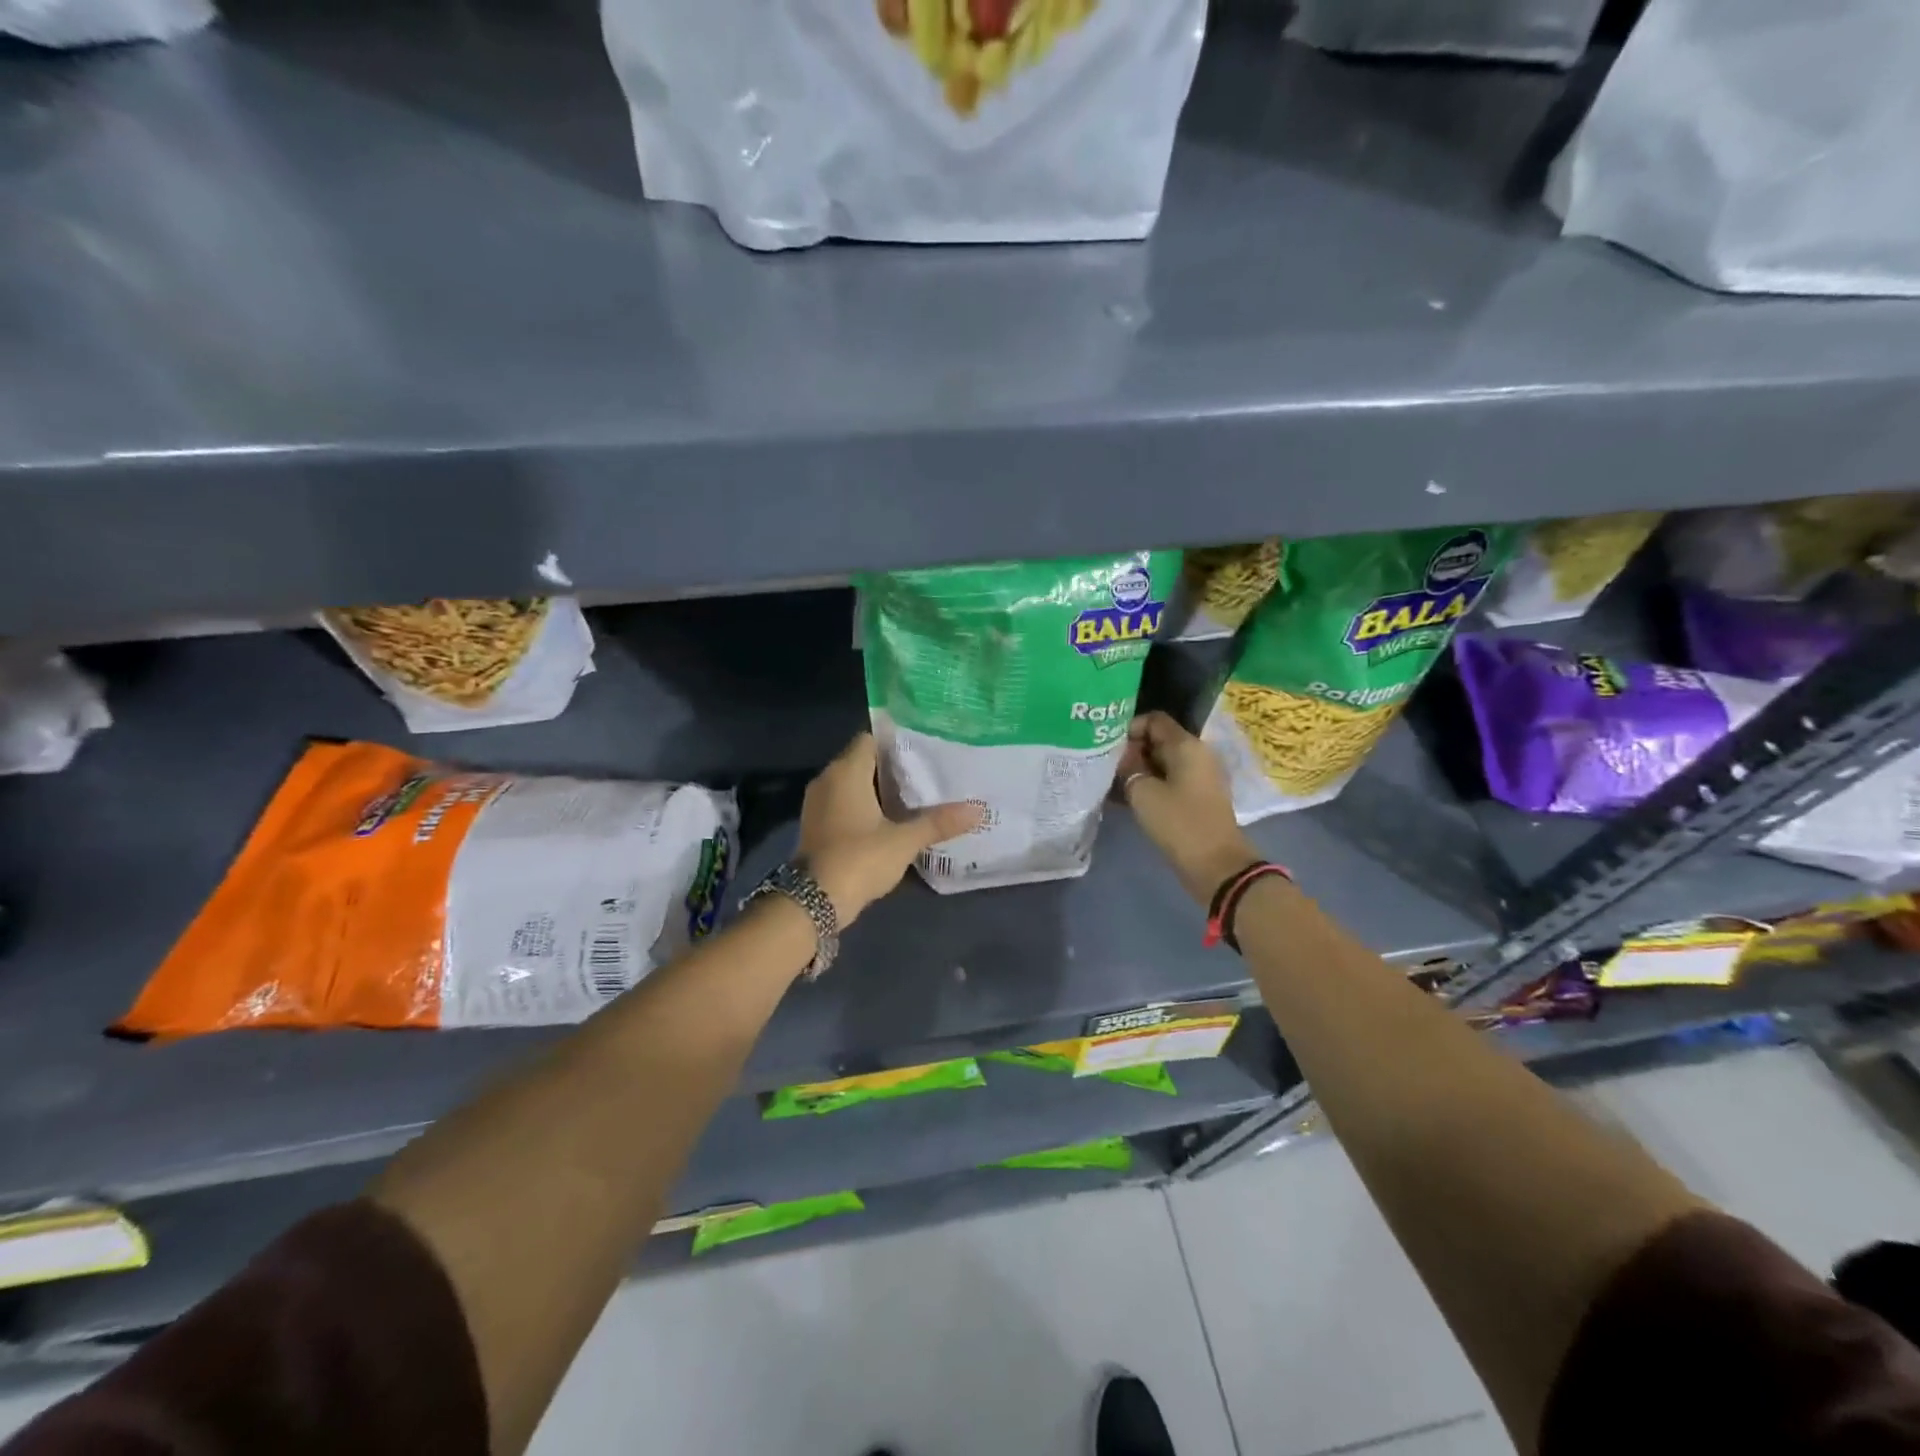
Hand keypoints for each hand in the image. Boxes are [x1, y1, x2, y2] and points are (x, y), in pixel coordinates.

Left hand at [798, 733, 982, 925]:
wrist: (814, 901)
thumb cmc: (859, 858)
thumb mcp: (904, 841)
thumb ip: (938, 822)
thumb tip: (978, 810)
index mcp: (845, 772)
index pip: (870, 739)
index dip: (896, 741)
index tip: (923, 748)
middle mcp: (827, 780)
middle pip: (863, 761)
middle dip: (892, 767)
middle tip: (928, 772)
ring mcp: (818, 804)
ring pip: (852, 785)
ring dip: (879, 790)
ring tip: (915, 796)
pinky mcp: (817, 827)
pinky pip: (844, 805)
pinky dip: (865, 808)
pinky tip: (891, 820)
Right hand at [1116, 711, 1259, 904]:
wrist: (1215, 865)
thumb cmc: (1178, 823)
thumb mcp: (1142, 792)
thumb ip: (1128, 767)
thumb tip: (1123, 756)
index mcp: (1187, 745)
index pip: (1154, 720)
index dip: (1129, 728)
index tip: (1109, 746)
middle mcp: (1197, 754)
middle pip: (1159, 740)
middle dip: (1131, 751)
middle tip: (1106, 766)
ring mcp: (1200, 776)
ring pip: (1162, 762)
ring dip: (1139, 770)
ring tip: (1112, 784)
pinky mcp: (1198, 797)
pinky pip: (1170, 780)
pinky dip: (1150, 785)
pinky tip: (1128, 799)